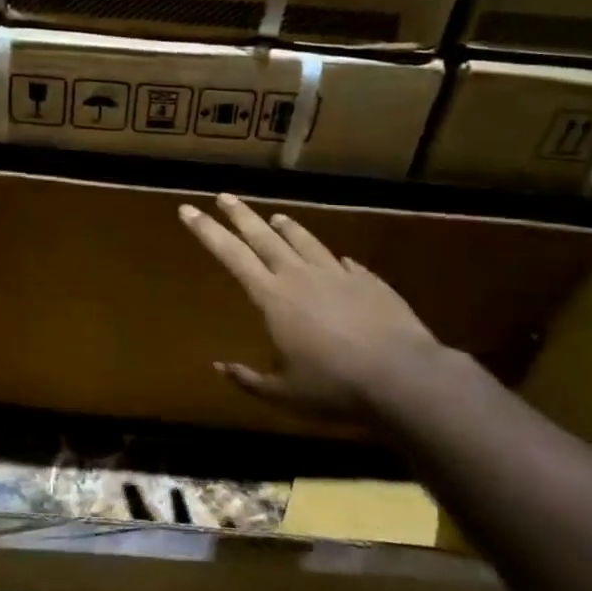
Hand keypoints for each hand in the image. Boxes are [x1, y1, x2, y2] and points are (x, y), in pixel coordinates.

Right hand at [181, 193, 443, 420]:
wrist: (403, 377)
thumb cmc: (334, 387)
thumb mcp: (284, 394)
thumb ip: (249, 380)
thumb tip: (219, 367)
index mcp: (273, 297)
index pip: (231, 255)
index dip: (207, 231)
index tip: (188, 210)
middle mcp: (301, 276)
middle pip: (264, 236)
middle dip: (241, 215)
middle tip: (224, 196)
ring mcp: (338, 274)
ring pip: (305, 240)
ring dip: (287, 227)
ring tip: (276, 216)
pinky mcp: (369, 281)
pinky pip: (344, 263)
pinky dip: (332, 259)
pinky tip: (336, 259)